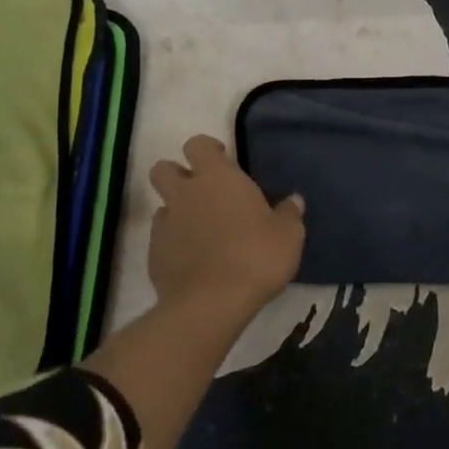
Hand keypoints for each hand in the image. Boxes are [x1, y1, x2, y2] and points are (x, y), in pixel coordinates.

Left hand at [147, 135, 304, 314]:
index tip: (221, 160)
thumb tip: (294, 201)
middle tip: (202, 192)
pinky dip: (174, 245)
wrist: (211, 304)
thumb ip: (289, 214)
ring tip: (201, 232)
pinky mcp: (154, 256)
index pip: (197, 144)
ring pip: (162, 206)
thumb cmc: (256, 256)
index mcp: (217, 178)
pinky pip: (161, 240)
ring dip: (177, 212)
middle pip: (164, 169)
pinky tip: (194, 262)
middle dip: (177, 174)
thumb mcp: (288, 235)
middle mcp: (185, 194)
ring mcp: (165, 225)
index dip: (207, 149)